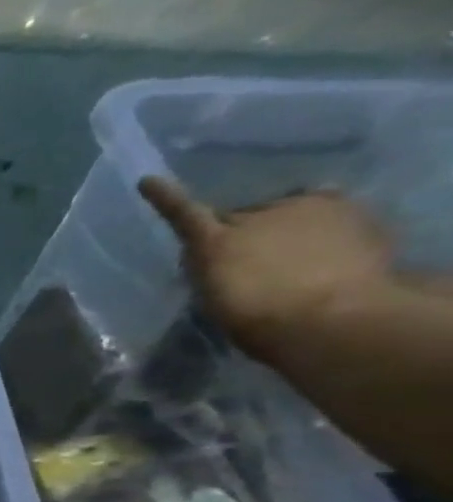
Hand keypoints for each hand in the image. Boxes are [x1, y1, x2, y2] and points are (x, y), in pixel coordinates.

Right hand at [138, 178, 393, 357]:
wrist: (332, 319)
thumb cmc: (260, 317)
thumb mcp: (216, 297)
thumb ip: (211, 268)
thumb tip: (211, 254)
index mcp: (215, 241)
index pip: (186, 213)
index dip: (166, 198)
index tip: (147, 182)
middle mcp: (257, 215)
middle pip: (243, 217)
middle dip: (242, 232)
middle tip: (248, 262)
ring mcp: (308, 208)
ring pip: (288, 211)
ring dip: (285, 228)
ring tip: (293, 260)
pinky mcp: (353, 213)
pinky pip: (332, 209)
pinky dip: (327, 224)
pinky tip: (328, 248)